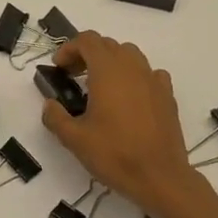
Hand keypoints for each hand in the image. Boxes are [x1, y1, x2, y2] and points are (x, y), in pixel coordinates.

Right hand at [43, 32, 211, 217]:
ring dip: (111, 62)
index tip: (59, 68)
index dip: (69, 48)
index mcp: (108, 71)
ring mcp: (153, 80)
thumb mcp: (74, 139)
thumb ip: (55, 117)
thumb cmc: (114, 154)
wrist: (160, 177)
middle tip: (73, 77)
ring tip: (100, 86)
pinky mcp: (167, 95)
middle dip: (87, 54)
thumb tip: (49, 105)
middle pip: (107, 45)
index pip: (87, 40)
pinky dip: (135, 76)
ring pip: (130, 55)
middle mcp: (132, 68)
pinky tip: (129, 97)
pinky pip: (149, 73)